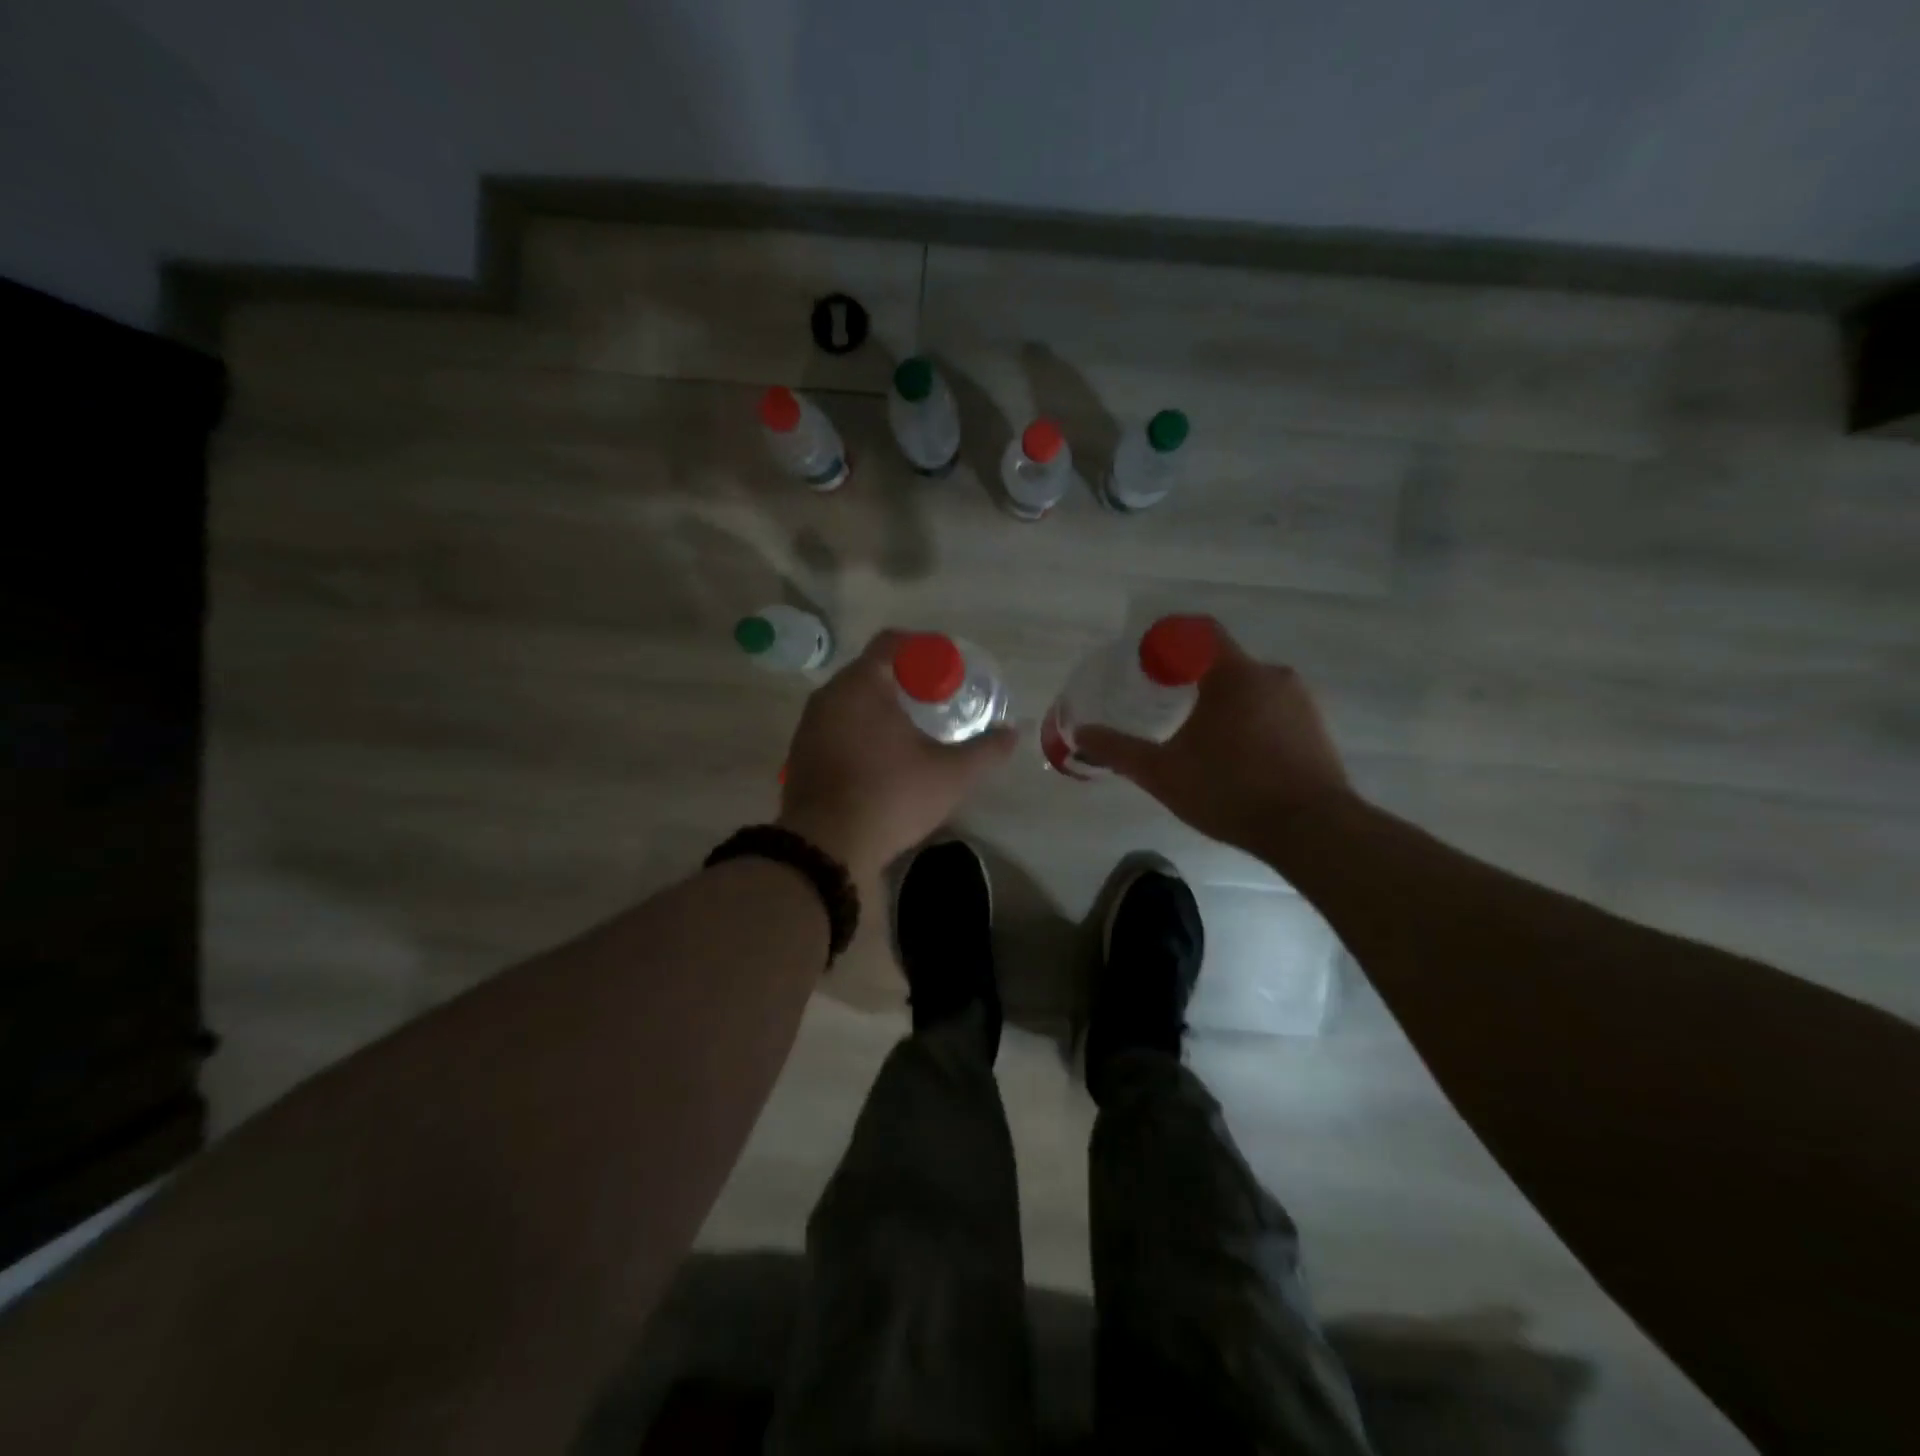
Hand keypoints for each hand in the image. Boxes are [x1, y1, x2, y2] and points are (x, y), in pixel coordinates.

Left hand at [778, 629, 1016, 878]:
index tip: (948, 670)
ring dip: (881, 707)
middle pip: (871, 670)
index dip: (924, 649)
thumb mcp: (951, 775)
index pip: (893, 642)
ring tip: (912, 730)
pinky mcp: (801, 753)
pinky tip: (882, 757)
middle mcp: (830, 695)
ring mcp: (810, 725)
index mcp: (862, 684)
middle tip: (936, 700)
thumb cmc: (891, 796)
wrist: (826, 847)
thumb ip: (986, 750)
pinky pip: (837, 726)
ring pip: (851, 700)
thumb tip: (1013, 733)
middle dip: (905, 680)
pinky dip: (861, 730)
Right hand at [1075, 625, 1353, 863]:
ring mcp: (1301, 702)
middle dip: (1193, 681)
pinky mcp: (1318, 729)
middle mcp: (1272, 675)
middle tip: (1167, 709)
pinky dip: (1251, 723)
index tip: (1148, 663)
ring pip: (1251, 690)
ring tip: (1201, 740)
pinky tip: (1238, 759)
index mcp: (1234, 674)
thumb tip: (1080, 733)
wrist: (1311, 830)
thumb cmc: (1230, 790)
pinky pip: (1274, 712)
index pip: (1199, 632)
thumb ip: (1119, 750)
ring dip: (1224, 705)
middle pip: (1223, 664)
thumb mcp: (1163, 773)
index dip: (1169, 641)